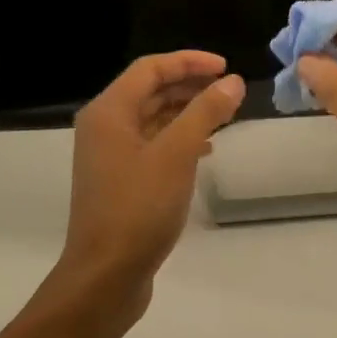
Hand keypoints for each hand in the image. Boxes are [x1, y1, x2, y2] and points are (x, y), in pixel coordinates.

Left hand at [57, 52, 244, 318]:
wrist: (106, 275)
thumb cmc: (138, 208)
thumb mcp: (177, 154)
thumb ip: (205, 113)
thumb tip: (232, 82)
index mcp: (109, 112)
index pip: (150, 69)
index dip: (189, 62)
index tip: (226, 68)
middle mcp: (104, 127)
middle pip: (150, 91)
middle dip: (190, 86)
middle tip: (229, 90)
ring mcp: (110, 156)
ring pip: (153, 119)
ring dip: (187, 112)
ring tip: (225, 116)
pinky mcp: (121, 181)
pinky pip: (153, 145)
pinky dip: (179, 139)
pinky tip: (206, 150)